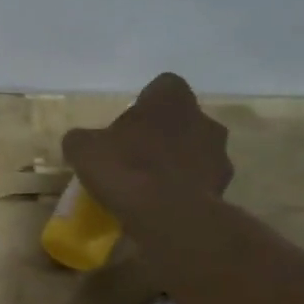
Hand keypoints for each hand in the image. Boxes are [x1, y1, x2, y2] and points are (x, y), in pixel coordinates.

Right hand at [61, 73, 233, 229]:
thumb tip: (81, 141)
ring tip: (149, 184)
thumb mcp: (84, 149)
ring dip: (176, 161)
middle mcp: (203, 119)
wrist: (168, 216)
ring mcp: (218, 154)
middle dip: (162, 133)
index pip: (164, 86)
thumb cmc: (126, 169)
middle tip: (136, 154)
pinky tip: (162, 204)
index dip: (145, 102)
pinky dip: (184, 188)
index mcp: (171, 100)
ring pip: (195, 150)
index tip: (128, 122)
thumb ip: (83, 139)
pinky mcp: (223, 187)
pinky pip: (199, 181)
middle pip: (182, 119)